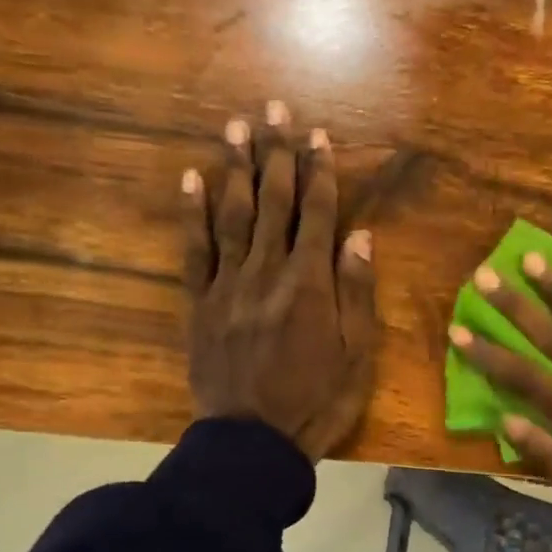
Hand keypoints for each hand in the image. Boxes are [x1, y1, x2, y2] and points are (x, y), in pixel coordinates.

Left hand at [183, 100, 377, 460]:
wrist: (253, 442)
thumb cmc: (317, 401)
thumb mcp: (357, 355)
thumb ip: (357, 292)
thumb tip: (360, 236)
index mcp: (310, 284)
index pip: (319, 215)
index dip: (320, 172)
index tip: (318, 136)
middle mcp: (268, 272)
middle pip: (274, 203)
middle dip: (277, 154)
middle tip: (274, 109)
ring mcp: (228, 285)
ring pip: (232, 215)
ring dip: (236, 168)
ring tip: (236, 127)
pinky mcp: (199, 303)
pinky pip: (194, 250)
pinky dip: (192, 213)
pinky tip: (191, 180)